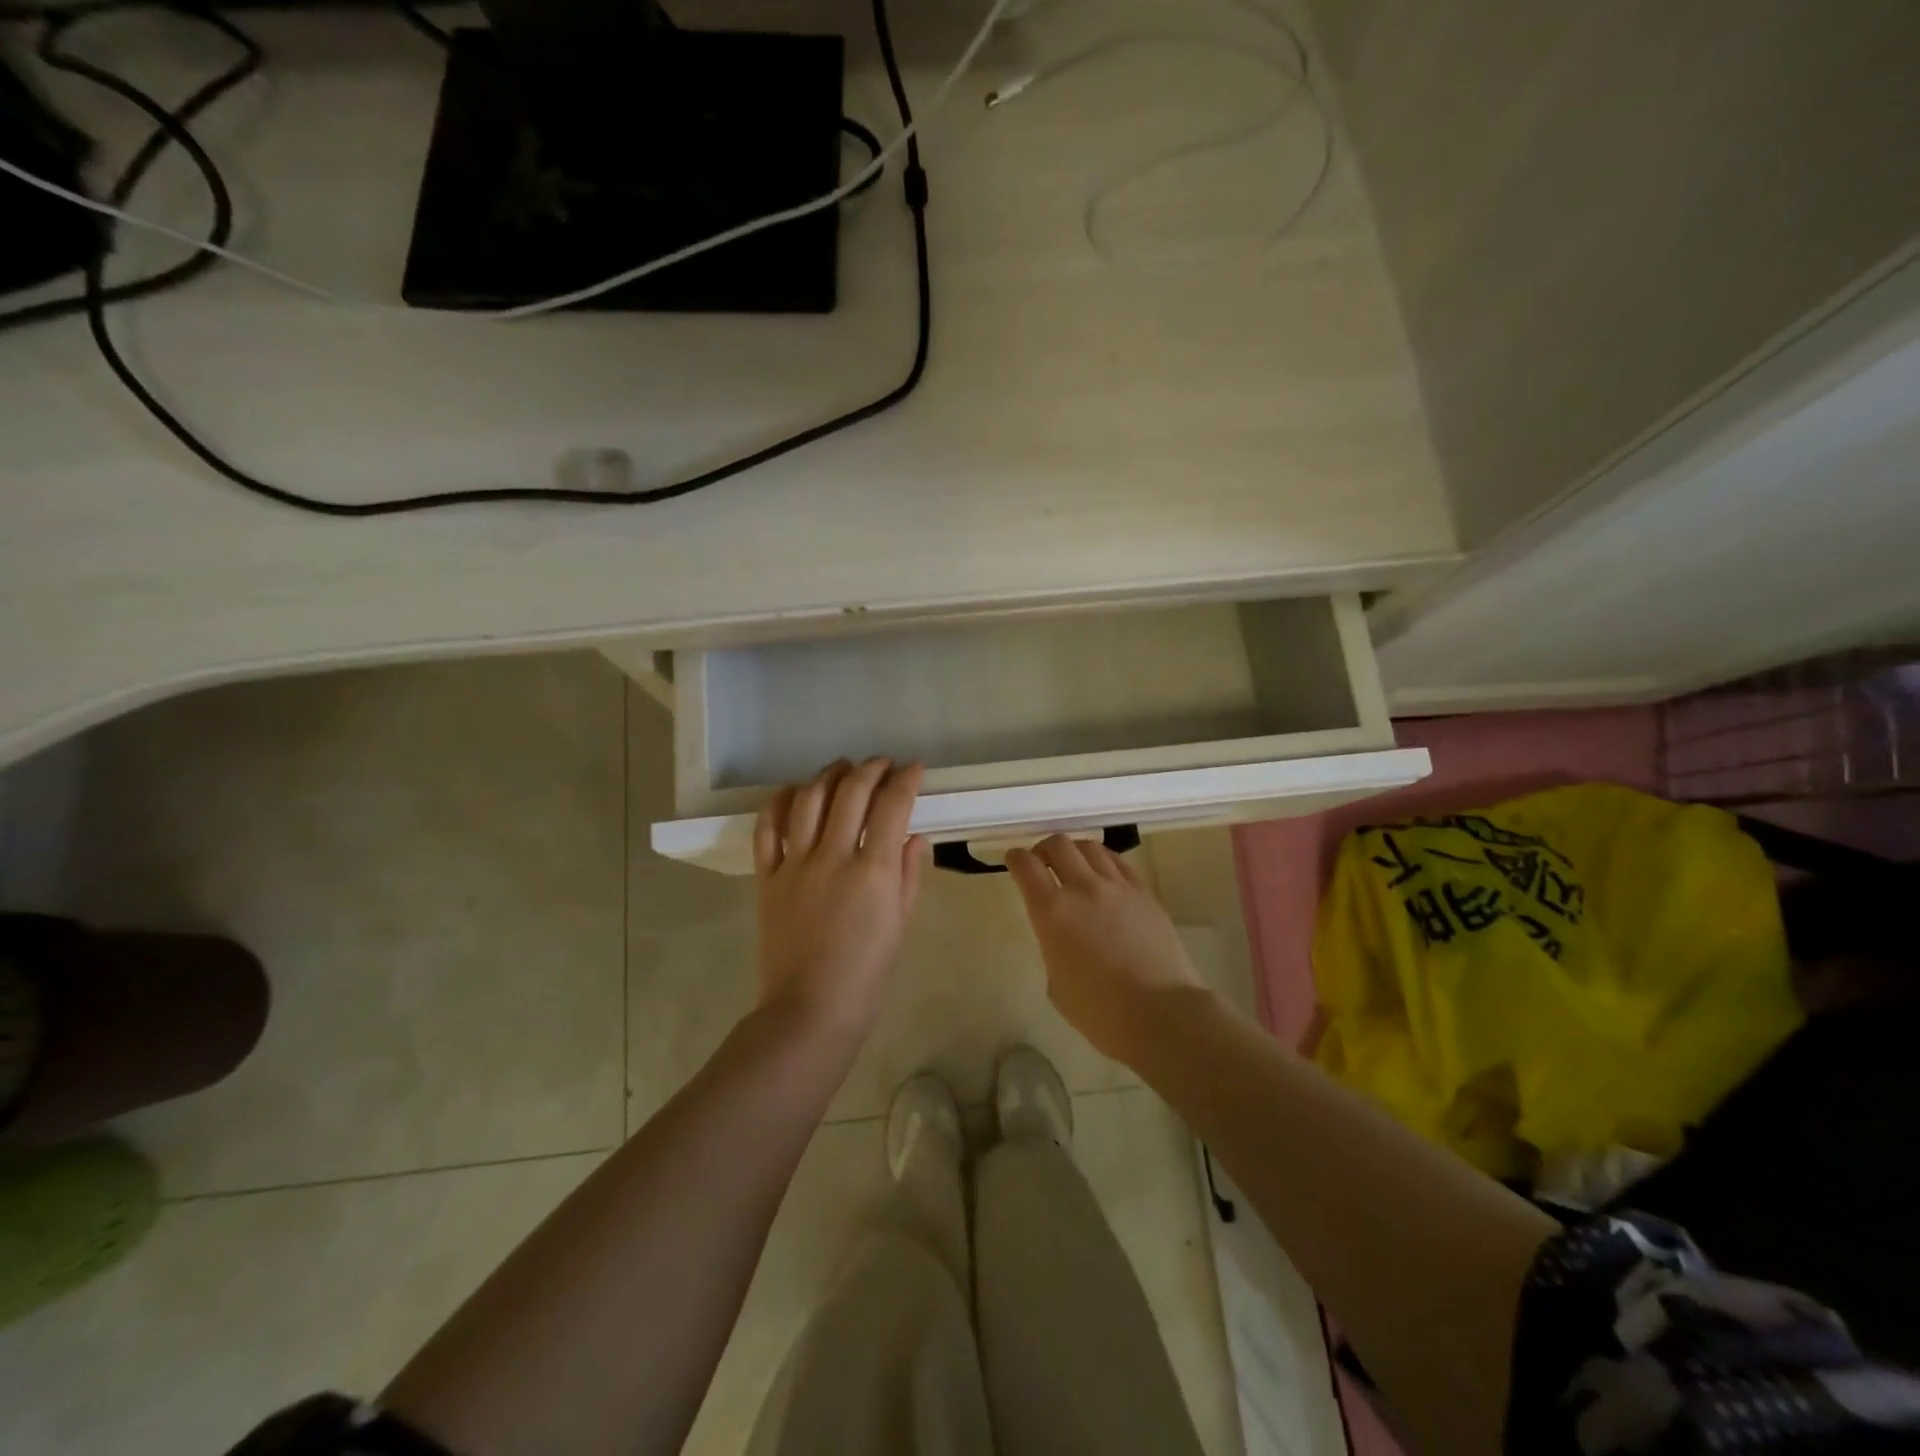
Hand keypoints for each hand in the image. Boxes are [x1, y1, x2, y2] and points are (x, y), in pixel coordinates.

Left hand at [753, 758, 927, 1044]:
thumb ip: (907, 874)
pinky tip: (794, 792)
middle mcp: (833, 856)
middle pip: (851, 792)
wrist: (808, 1011)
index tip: (915, 768)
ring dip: (829, 775)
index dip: (906, 779)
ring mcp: (795, 864)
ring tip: (843, 769)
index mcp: (873, 871)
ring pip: (809, 799)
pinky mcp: (767, 877)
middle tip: (883, 764)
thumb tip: (913, 836)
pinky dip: (780, 802)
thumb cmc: (866, 975)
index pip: (893, 806)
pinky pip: (767, 828)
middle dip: (872, 769)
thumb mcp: (900, 924)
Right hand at [1006, 834, 1206, 1065]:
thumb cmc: (1100, 1012)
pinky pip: (1119, 863)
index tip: (1013, 861)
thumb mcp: (1056, 984)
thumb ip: (1053, 948)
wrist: (1161, 1015)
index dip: (1015, 858)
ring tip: (1074, 865)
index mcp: (1052, 912)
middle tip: (1042, 863)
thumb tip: (1062, 937)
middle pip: (1058, 844)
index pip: (1026, 866)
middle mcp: (1083, 889)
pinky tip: (1103, 873)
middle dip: (1044, 848)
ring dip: (1075, 851)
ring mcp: (1118, 888)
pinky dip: (1104, 860)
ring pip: (1090, 847)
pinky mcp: (1145, 894)